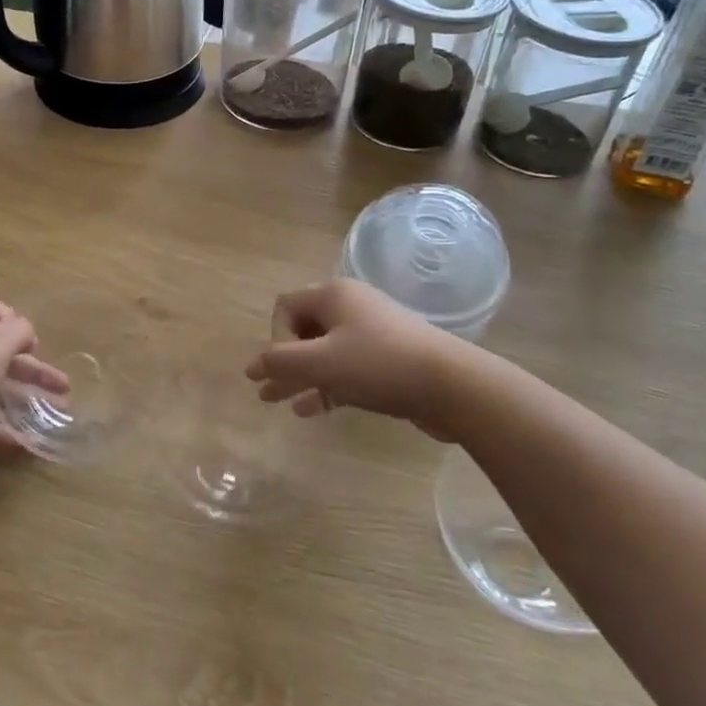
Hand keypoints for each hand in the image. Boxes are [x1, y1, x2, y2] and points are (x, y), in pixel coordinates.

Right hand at [246, 280, 501, 442]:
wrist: (452, 385)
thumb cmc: (379, 365)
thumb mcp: (321, 362)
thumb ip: (280, 362)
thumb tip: (252, 366)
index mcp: (333, 295)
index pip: (285, 307)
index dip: (275, 337)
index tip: (285, 367)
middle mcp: (350, 307)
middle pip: (303, 329)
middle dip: (283, 360)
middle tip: (266, 390)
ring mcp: (371, 333)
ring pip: (323, 353)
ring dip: (300, 376)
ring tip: (277, 403)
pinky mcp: (386, 360)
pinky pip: (345, 369)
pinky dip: (325, 386)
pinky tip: (310, 410)